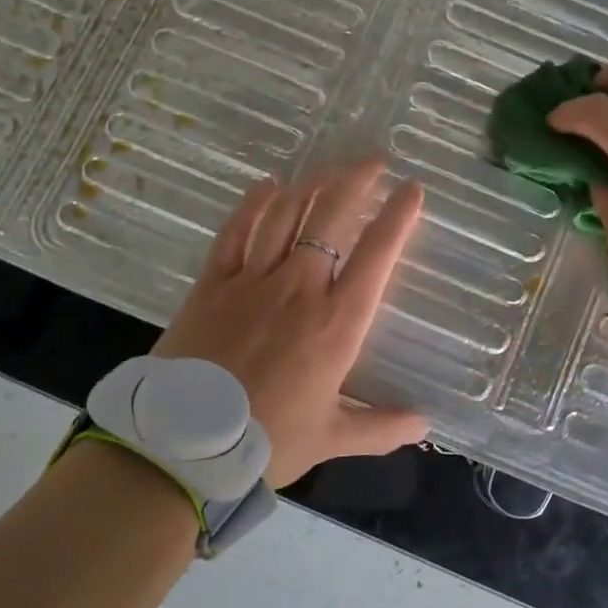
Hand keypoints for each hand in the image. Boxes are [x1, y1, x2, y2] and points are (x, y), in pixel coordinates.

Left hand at [153, 158, 427, 488]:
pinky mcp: (213, 283)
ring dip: (312, 184)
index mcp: (337, 323)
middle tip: (375, 161)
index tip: (412, 190)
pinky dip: (254, 204)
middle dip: (357, 180)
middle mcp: (300, 288)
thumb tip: (424, 424)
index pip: (376, 255)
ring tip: (331, 169)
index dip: (398, 217)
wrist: (183, 447)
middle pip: (331, 217)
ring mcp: (253, 280)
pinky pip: (237, 231)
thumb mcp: (331, 438)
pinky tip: (268, 186)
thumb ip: (381, 427)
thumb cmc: (266, 442)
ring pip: (286, 215)